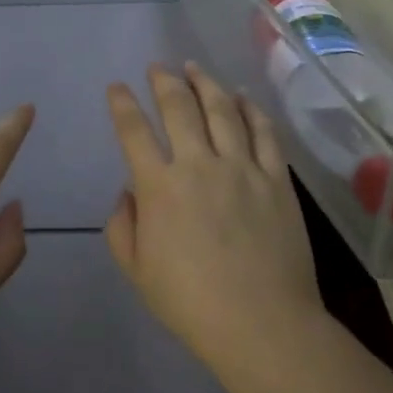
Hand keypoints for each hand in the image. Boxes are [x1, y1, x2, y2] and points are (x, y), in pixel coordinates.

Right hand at [106, 62, 322, 365]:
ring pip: (222, 109)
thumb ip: (123, 226)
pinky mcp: (276, 178)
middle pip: (179, 108)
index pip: (134, 131)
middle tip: (157, 68)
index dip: (121, 104)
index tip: (116, 87)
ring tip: (194, 68)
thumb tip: (129, 192)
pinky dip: (252, 109)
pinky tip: (244, 96)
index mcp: (159, 187)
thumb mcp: (137, 271)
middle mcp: (198, 165)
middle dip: (164, 82)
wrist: (262, 324)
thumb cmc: (191, 303)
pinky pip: (264, 132)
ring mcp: (241, 167)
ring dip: (205, 83)